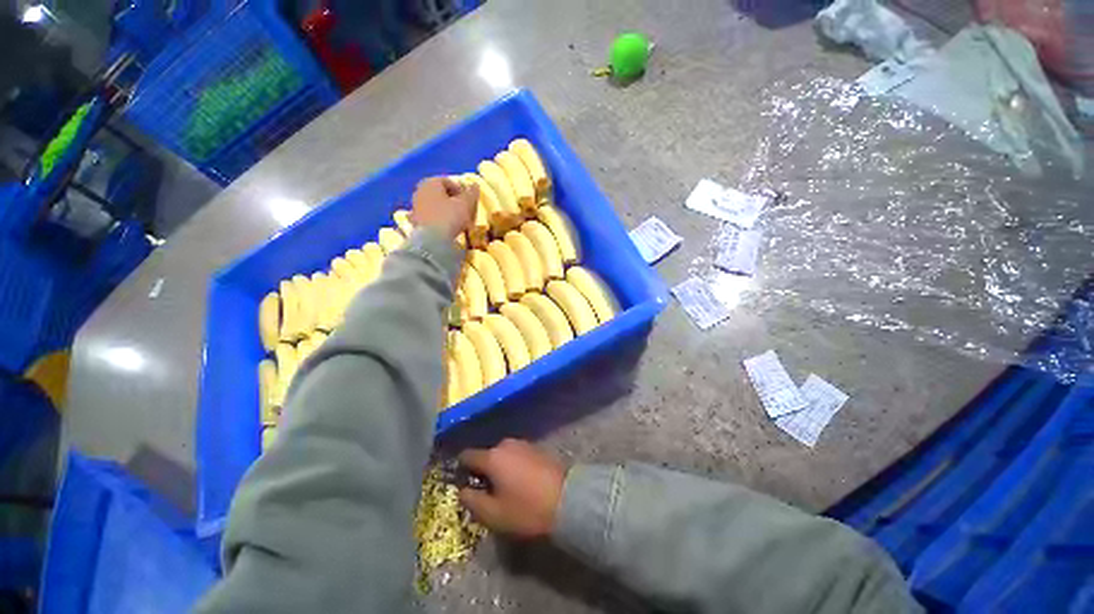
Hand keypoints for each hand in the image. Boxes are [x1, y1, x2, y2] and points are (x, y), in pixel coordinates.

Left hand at [410, 176, 477, 240]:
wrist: (433, 240)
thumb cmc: (450, 217)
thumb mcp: (465, 204)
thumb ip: (471, 194)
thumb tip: (475, 185)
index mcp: (430, 183)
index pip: (448, 182)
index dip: (461, 190)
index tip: (469, 201)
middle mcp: (419, 191)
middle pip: (439, 193)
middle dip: (452, 200)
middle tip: (463, 210)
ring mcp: (415, 207)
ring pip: (433, 205)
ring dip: (444, 210)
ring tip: (455, 220)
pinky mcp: (415, 221)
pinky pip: (429, 217)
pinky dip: (437, 220)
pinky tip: (444, 227)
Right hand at [457, 439, 566, 538]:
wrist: (567, 499)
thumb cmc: (526, 509)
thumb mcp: (493, 514)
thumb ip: (471, 500)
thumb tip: (463, 490)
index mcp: (492, 457)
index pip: (467, 455)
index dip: (461, 469)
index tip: (463, 483)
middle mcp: (507, 444)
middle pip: (487, 455)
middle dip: (484, 470)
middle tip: (488, 492)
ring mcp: (524, 444)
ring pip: (503, 455)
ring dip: (501, 468)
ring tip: (507, 489)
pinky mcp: (538, 448)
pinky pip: (517, 455)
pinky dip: (514, 466)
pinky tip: (522, 483)